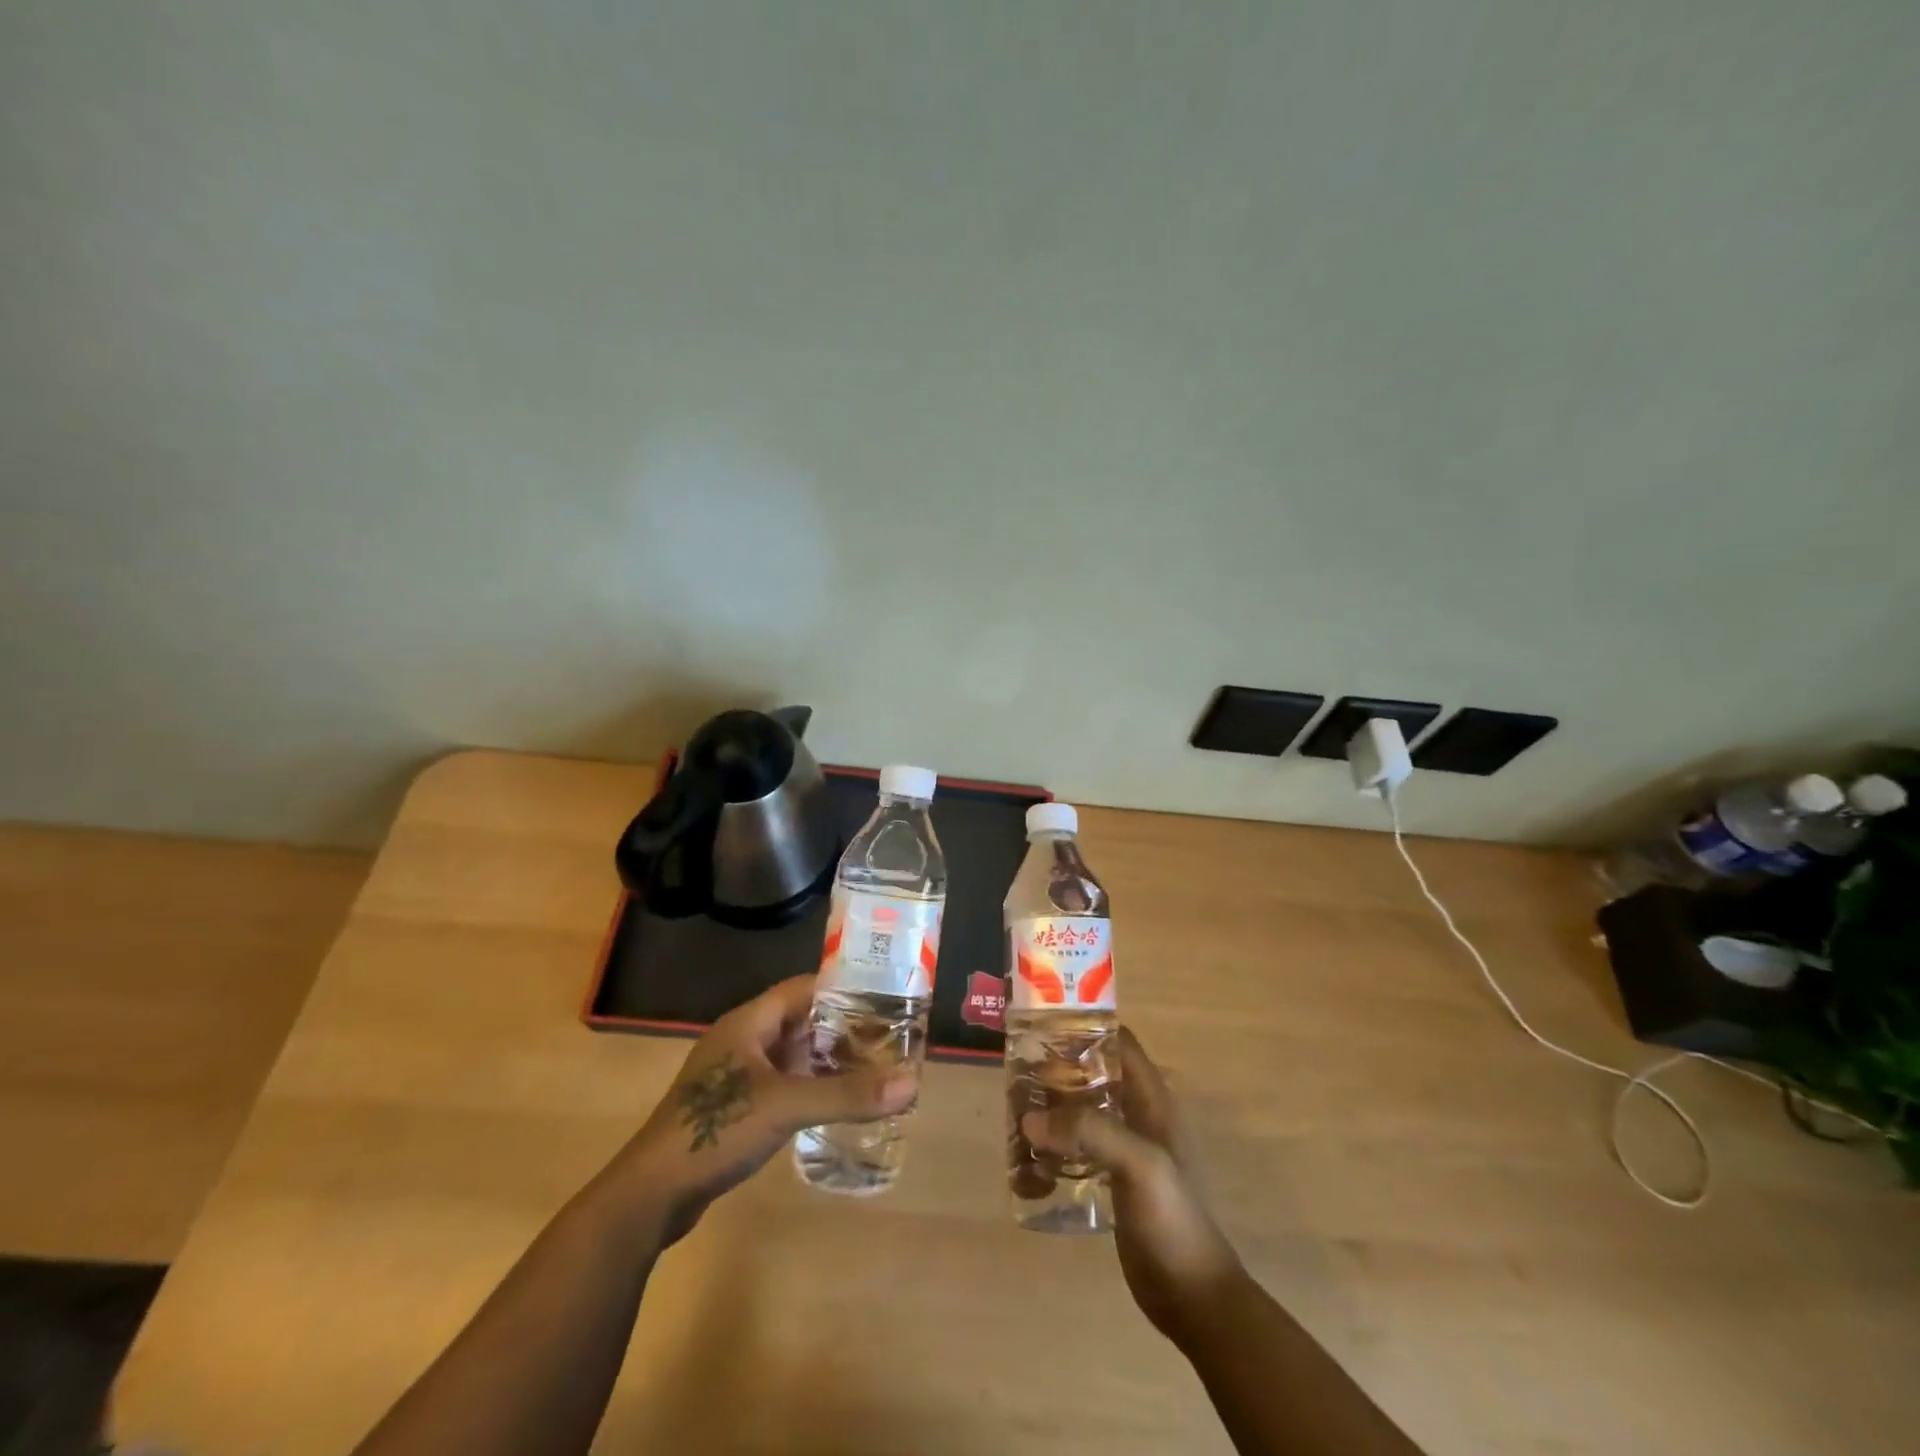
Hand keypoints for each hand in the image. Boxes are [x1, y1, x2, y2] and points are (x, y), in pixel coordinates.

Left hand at [608, 975, 916, 1244]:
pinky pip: (781, 1083)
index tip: (883, 996)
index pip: (803, 988)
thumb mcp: (788, 1107)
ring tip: (872, 1068)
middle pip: (800, 1021)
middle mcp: (742, 1040)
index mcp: (749, 1022)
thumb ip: (848, 1094)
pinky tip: (835, 1102)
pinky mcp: (733, 1107)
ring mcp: (735, 1074)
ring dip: (827, 1059)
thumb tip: (912, 1082)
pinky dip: (809, 1085)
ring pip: (791, 1054)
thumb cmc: (716, 1131)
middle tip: (888, 1037)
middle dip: (842, 1028)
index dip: (841, 989)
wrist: (650, 1194)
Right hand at [1023, 1027, 1244, 1344]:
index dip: (1085, 1029)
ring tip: (1016, 1115)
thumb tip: (1031, 1117)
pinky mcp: (1113, 1179)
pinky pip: (1078, 1148)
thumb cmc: (1173, 1219)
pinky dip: (1055, 1146)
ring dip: (1052, 1110)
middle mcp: (1140, 1115)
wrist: (1193, 1296)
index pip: (1119, 1043)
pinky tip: (1030, 1159)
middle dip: (1058, 1072)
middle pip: (1094, 1074)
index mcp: (1154, 1099)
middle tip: (1018, 1075)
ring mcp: (1126, 1148)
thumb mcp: (1138, 1165)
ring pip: (1083, 1111)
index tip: (1043, 1026)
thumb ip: (1089, 1133)